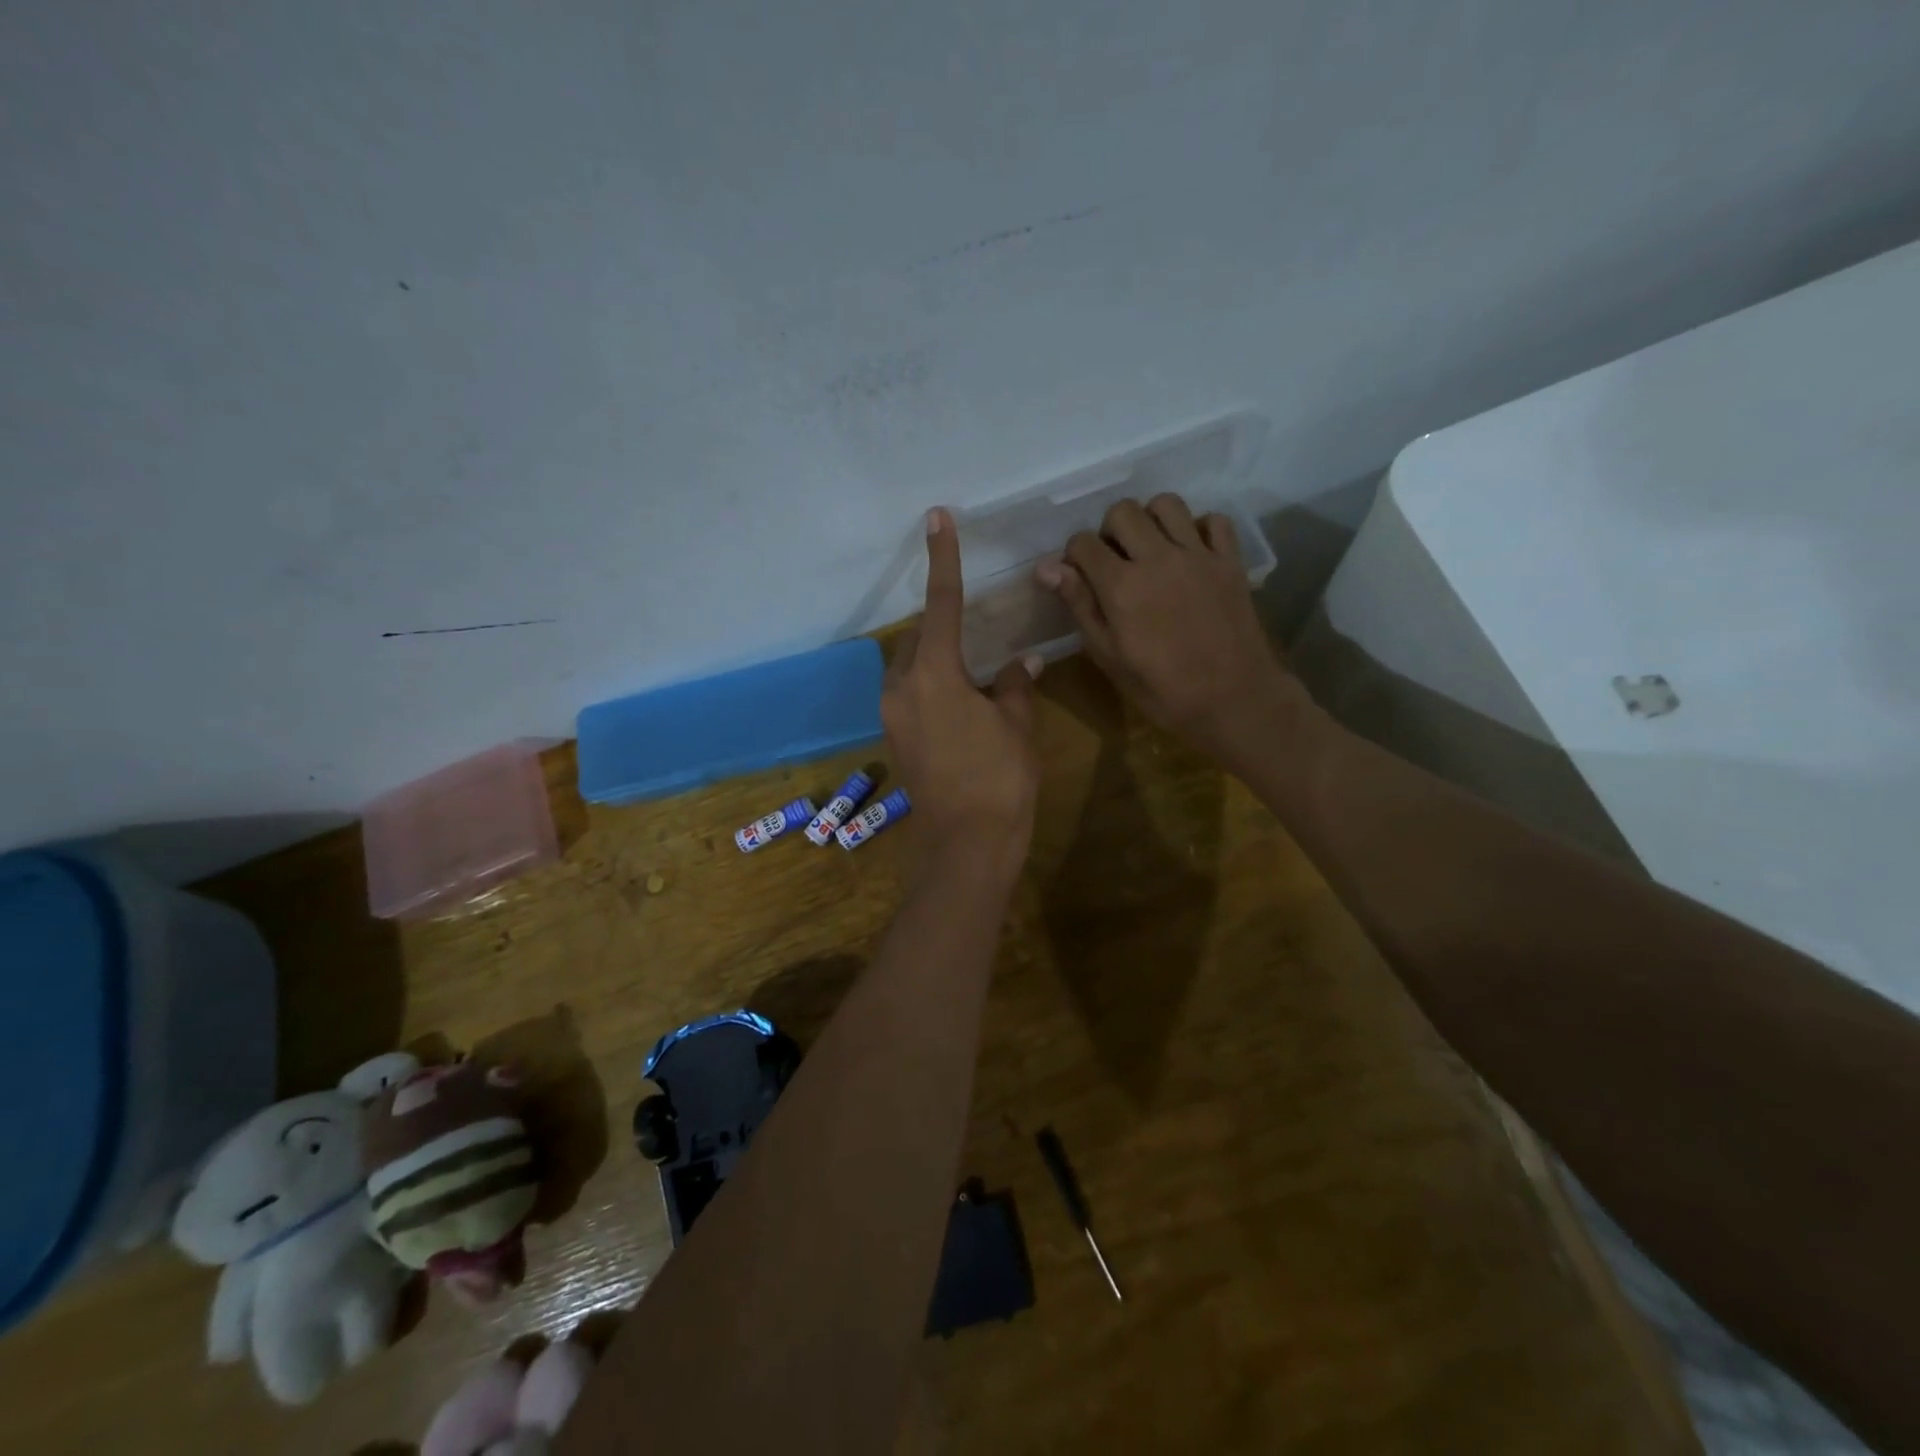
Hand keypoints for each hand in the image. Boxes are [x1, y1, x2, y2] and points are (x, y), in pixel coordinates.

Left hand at [882, 508, 1041, 876]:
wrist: (966, 845)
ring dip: (935, 660)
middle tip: (976, 632)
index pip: (942, 604)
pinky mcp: (894, 740)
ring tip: (971, 672)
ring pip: (910, 668)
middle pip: (918, 638)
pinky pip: (909, 696)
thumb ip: (1015, 685)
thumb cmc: (1000, 779)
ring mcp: (892, 716)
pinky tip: (960, 705)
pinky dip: (931, 686)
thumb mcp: (1017, 725)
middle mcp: (902, 688)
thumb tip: (1025, 661)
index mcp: (934, 674)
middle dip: (942, 626)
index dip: (943, 559)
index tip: (937, 519)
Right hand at [1036, 494, 1309, 768]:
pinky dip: (1199, 528)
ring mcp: (1198, 556)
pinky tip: (1191, 553)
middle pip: (1122, 511)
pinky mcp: (1230, 561)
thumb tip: (1046, 567)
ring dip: (1151, 520)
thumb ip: (1080, 605)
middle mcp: (1158, 558)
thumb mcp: (1108, 656)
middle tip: (1116, 562)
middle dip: (1110, 531)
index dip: (1074, 556)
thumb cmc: (1161, 689)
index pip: (1082, 543)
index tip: (1080, 576)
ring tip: (1152, 550)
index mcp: (1121, 586)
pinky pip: (1213, 520)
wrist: (1233, 700)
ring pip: (1166, 504)